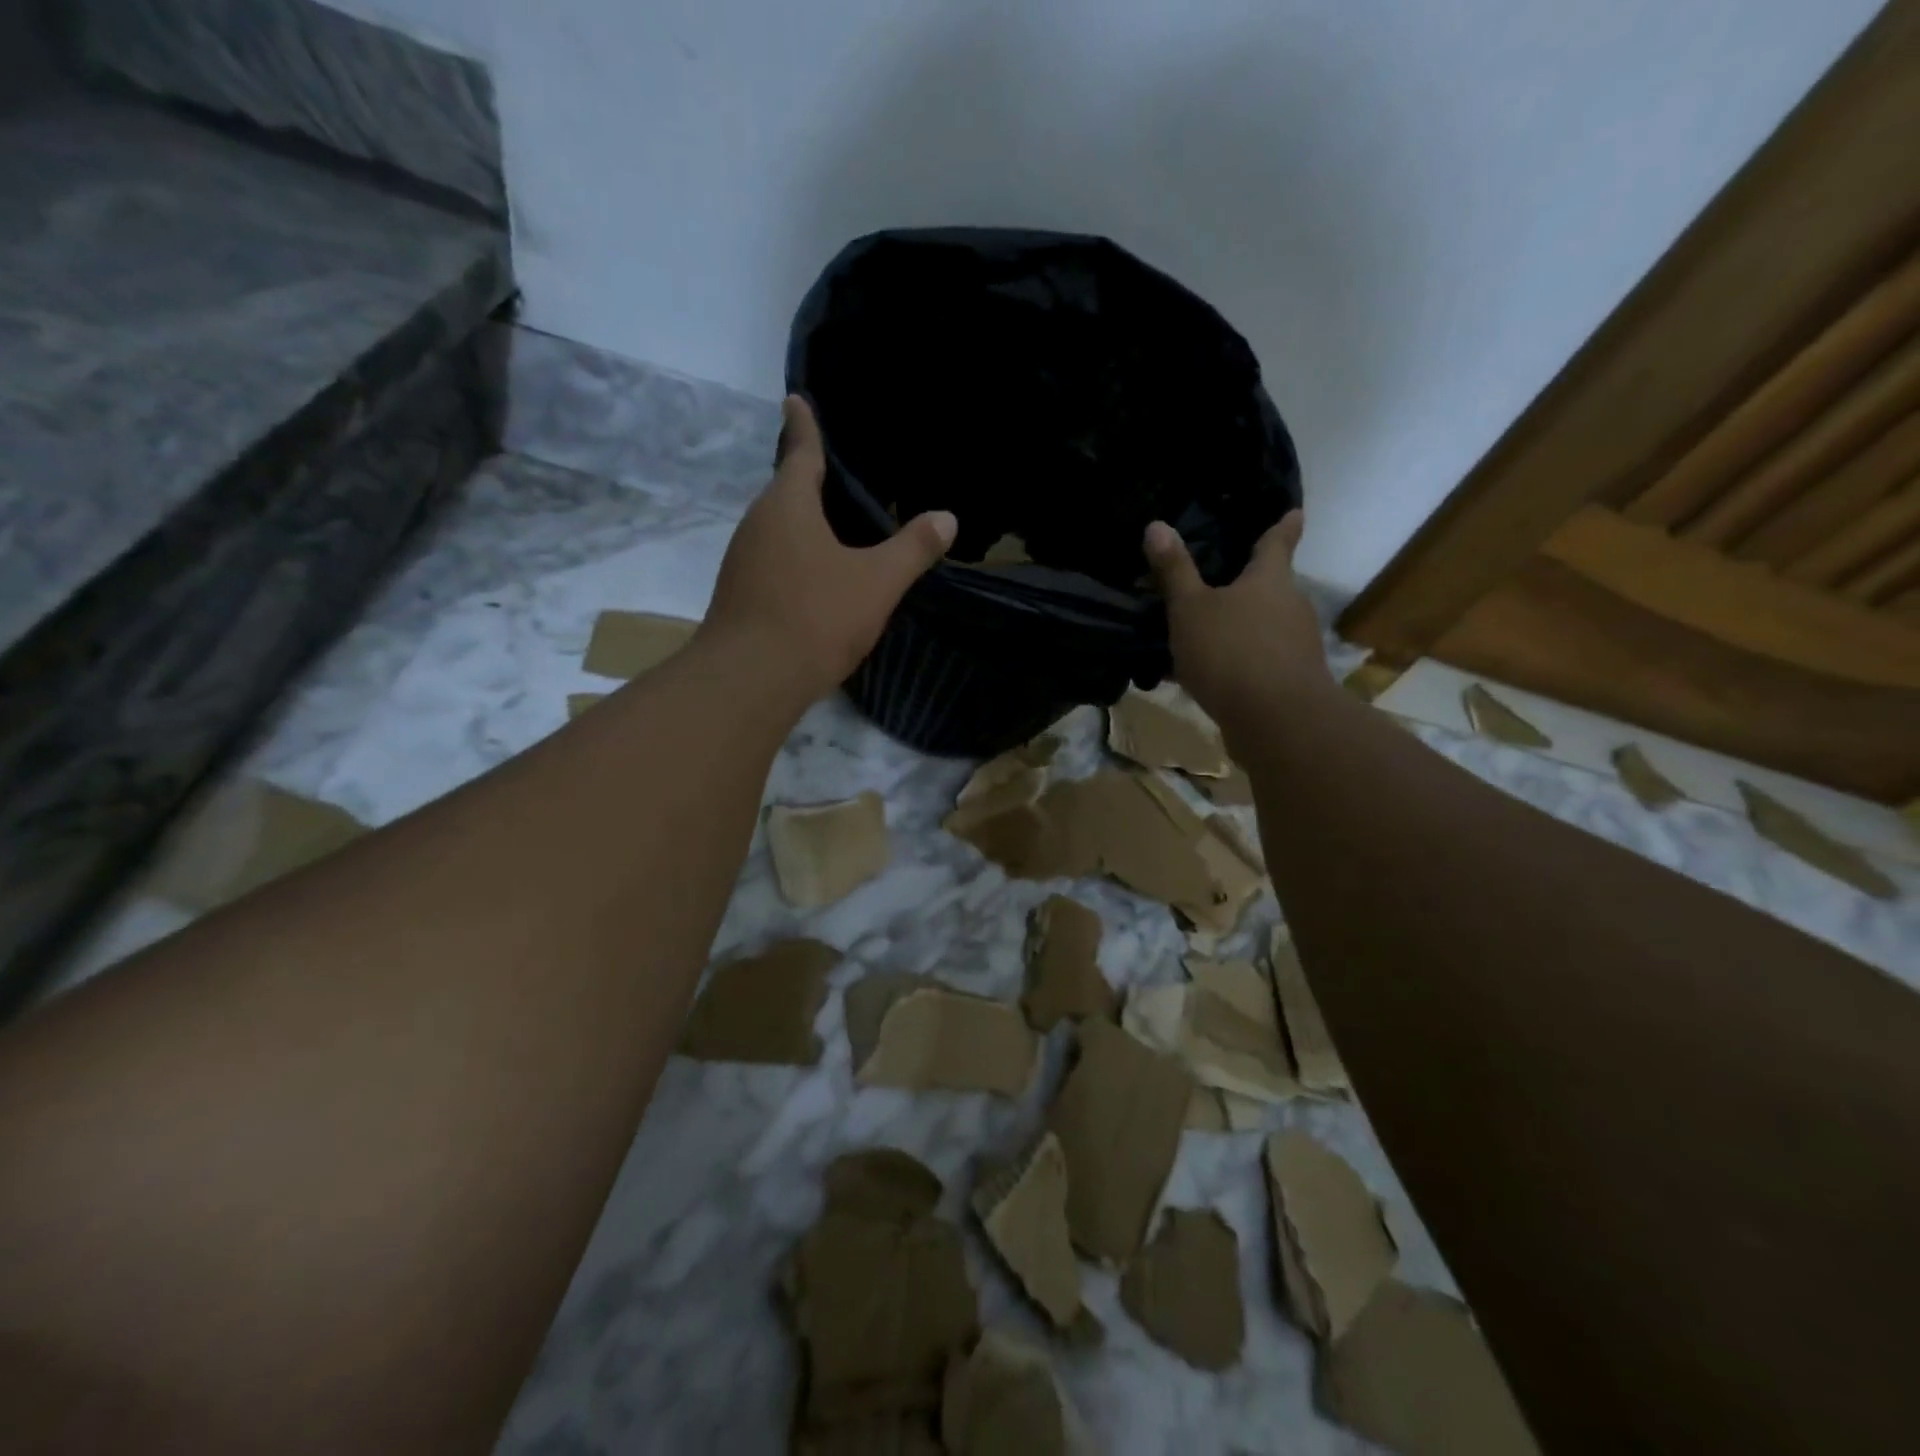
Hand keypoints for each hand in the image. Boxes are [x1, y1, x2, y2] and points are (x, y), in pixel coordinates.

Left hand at [702, 396, 956, 705]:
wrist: (750, 680)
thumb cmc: (815, 617)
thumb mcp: (876, 582)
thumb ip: (912, 549)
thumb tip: (947, 518)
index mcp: (788, 505)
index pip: (799, 451)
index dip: (803, 425)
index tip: (796, 399)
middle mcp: (757, 524)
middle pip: (786, 490)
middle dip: (808, 477)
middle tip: (838, 470)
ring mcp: (742, 561)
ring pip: (778, 528)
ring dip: (803, 522)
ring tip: (835, 523)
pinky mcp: (739, 594)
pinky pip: (773, 559)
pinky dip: (795, 555)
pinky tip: (817, 576)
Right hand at [1143, 510, 1328, 723]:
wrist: (1277, 720)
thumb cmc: (1231, 651)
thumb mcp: (1190, 609)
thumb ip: (1174, 571)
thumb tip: (1156, 525)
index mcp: (1270, 578)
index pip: (1278, 541)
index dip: (1283, 526)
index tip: (1294, 512)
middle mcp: (1291, 605)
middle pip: (1270, 587)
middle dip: (1248, 586)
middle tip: (1219, 582)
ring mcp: (1296, 644)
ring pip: (1263, 626)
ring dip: (1238, 628)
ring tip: (1202, 636)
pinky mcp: (1291, 679)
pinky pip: (1257, 660)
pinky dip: (1236, 662)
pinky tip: (1206, 678)